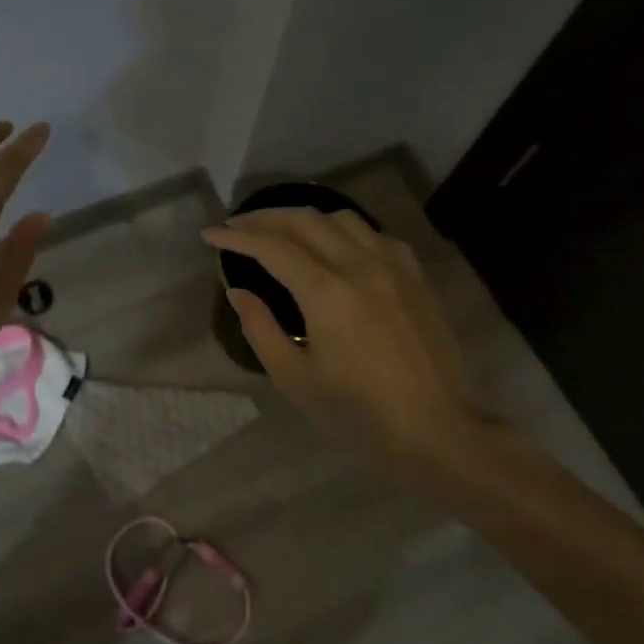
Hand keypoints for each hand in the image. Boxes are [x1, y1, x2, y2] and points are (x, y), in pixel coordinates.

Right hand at [202, 209, 493, 480]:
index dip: (236, 236)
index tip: (210, 234)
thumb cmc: (356, 410)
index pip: (272, 246)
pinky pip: (374, 234)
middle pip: (305, 219)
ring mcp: (393, 266)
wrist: (432, 425)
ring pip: (342, 217)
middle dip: (264, 218)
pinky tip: (335, 247)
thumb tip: (238, 291)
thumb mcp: (294, 377)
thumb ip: (260, 328)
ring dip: (304, 218)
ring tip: (282, 232)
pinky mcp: (414, 276)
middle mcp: (360, 265)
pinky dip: (344, 230)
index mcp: (326, 291)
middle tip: (237, 227)